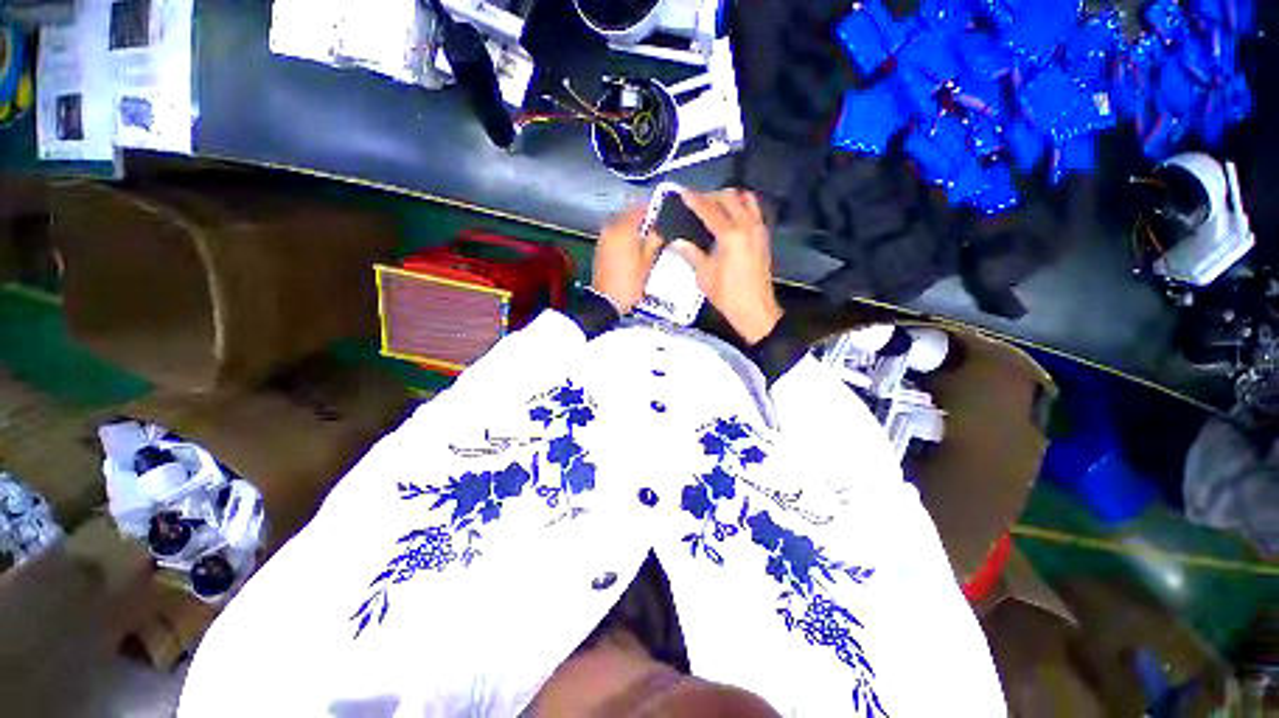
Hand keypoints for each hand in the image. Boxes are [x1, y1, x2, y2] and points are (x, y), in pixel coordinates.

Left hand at [592, 206, 663, 312]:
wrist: (607, 301)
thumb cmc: (630, 282)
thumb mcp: (648, 261)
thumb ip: (655, 240)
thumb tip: (660, 228)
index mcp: (624, 228)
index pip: (640, 208)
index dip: (653, 209)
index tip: (664, 214)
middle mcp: (611, 228)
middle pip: (629, 214)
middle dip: (643, 218)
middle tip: (657, 227)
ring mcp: (603, 238)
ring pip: (622, 224)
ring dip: (633, 227)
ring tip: (648, 238)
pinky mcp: (600, 248)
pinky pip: (615, 234)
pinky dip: (625, 236)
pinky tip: (635, 247)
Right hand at [670, 189, 781, 344]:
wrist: (754, 308)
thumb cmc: (727, 294)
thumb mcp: (704, 274)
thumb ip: (692, 253)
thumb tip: (678, 242)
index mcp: (730, 235)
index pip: (709, 209)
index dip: (694, 200)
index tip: (683, 193)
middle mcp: (747, 226)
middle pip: (729, 197)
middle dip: (711, 196)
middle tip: (696, 203)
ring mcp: (758, 229)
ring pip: (745, 199)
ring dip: (729, 198)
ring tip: (714, 207)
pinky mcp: (763, 237)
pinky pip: (754, 210)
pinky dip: (741, 207)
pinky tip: (730, 218)